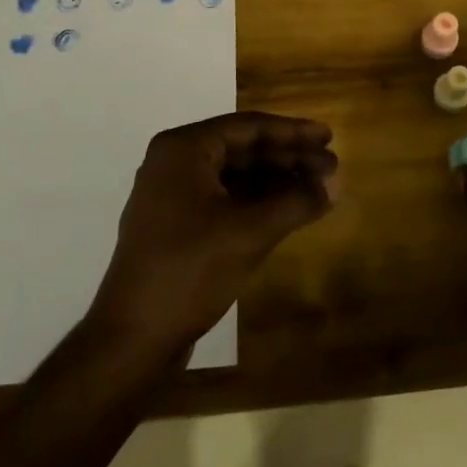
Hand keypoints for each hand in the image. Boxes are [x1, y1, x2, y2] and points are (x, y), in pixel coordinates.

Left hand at [90, 112, 338, 352]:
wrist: (131, 339)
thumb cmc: (189, 271)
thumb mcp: (250, 233)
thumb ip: (296, 201)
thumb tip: (336, 182)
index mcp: (183, 150)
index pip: (248, 127)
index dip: (293, 132)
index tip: (329, 137)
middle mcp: (174, 163)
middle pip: (242, 149)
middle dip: (288, 158)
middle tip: (330, 167)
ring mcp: (171, 196)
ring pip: (234, 176)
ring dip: (276, 181)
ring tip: (317, 190)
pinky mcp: (176, 226)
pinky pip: (224, 199)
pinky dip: (257, 203)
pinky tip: (288, 212)